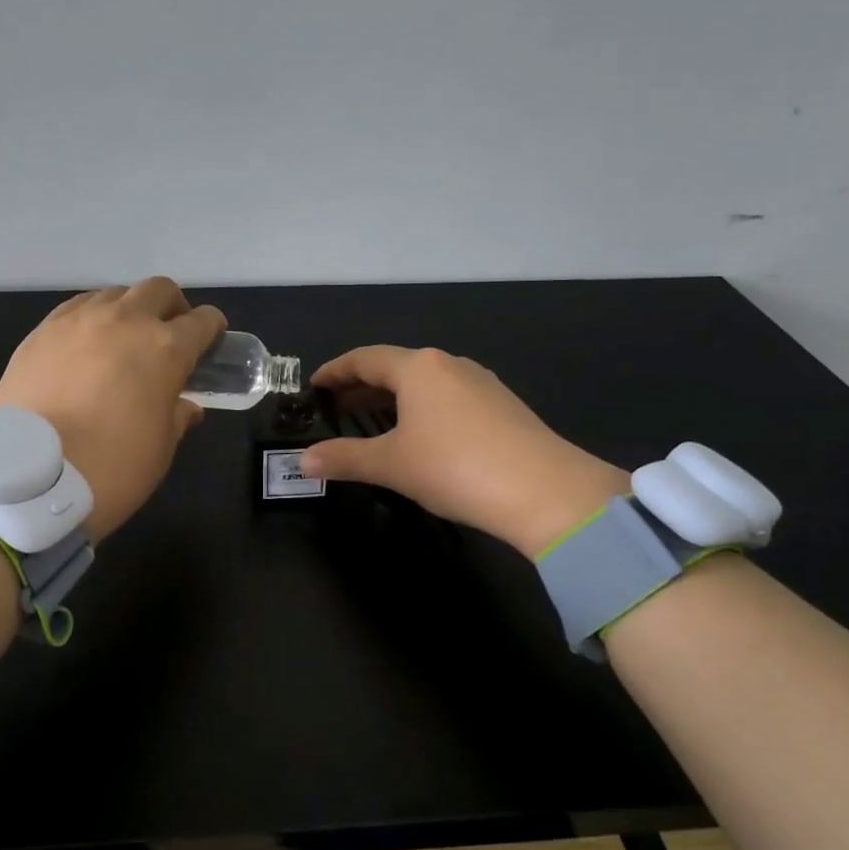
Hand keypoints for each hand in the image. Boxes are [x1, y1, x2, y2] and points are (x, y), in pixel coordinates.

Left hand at [0, 278, 224, 541]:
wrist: (28, 476)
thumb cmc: (111, 467)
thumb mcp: (160, 449)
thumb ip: (177, 417)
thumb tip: (186, 406)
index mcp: (165, 349)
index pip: (202, 321)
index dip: (212, 329)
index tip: (211, 340)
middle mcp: (125, 321)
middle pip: (158, 290)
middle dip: (172, 306)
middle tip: (169, 334)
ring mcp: (79, 321)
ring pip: (115, 294)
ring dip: (129, 310)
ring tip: (122, 340)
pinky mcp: (42, 331)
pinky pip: (77, 308)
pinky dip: (92, 319)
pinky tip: (85, 345)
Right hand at [300, 346, 628, 557]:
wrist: (545, 491)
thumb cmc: (455, 467)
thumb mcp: (391, 464)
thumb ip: (344, 459)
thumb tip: (303, 461)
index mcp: (418, 367)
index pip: (364, 358)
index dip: (335, 371)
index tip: (314, 386)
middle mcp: (448, 364)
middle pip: (395, 367)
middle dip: (362, 386)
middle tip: (336, 408)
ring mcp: (480, 382)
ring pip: (424, 382)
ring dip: (393, 397)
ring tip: (373, 421)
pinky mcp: (502, 405)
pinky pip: (448, 396)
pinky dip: (422, 408)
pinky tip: (421, 434)